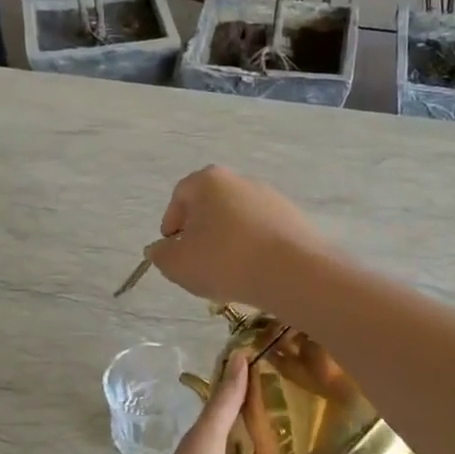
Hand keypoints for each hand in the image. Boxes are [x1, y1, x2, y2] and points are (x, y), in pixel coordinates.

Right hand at [145, 166, 330, 309]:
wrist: (293, 272)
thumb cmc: (225, 261)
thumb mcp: (177, 264)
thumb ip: (161, 255)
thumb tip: (160, 249)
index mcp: (209, 181)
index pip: (181, 195)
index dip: (171, 222)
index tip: (172, 248)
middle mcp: (241, 180)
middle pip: (212, 205)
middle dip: (201, 232)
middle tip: (198, 262)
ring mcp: (272, 198)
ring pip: (239, 219)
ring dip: (229, 241)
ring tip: (227, 272)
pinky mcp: (294, 219)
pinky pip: (263, 233)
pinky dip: (254, 248)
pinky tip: (254, 272)